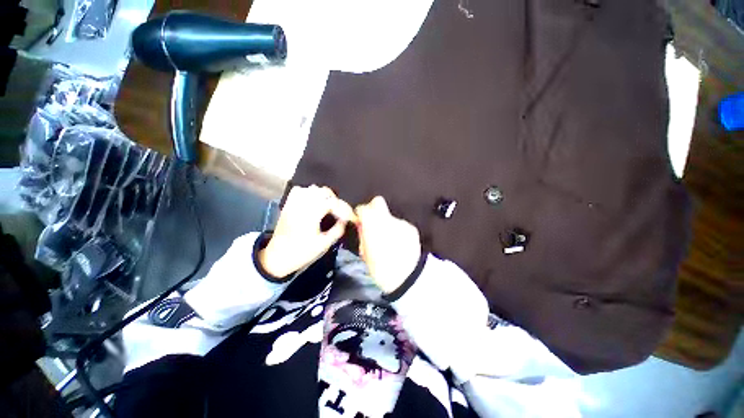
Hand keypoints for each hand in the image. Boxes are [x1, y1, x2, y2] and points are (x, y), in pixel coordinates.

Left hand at [260, 185, 355, 278]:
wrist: (277, 257)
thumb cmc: (301, 252)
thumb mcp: (323, 245)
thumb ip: (337, 230)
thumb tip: (345, 221)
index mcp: (311, 214)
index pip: (333, 203)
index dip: (345, 209)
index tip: (351, 218)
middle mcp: (302, 204)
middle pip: (324, 191)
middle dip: (336, 201)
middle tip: (341, 213)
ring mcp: (294, 202)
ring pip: (313, 188)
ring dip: (324, 195)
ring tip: (329, 207)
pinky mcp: (288, 204)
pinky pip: (300, 190)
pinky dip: (310, 192)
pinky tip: (314, 201)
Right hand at [355, 196, 421, 292]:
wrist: (409, 279)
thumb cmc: (382, 270)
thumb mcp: (365, 254)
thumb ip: (362, 235)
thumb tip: (361, 225)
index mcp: (373, 227)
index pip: (364, 208)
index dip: (360, 212)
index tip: (360, 219)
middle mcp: (388, 219)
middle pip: (378, 202)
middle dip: (373, 209)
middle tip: (372, 223)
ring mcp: (402, 223)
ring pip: (389, 215)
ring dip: (386, 223)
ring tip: (388, 239)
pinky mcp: (412, 228)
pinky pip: (400, 224)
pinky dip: (397, 230)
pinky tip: (399, 243)